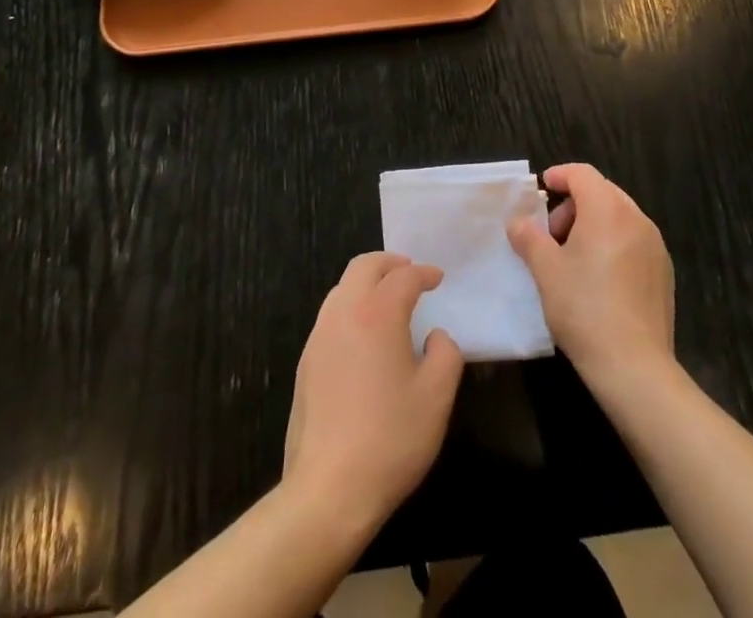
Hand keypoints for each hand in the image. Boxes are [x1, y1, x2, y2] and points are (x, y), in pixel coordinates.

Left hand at [282, 252, 464, 530]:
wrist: (327, 489)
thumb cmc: (390, 439)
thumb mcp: (436, 397)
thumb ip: (446, 354)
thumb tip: (435, 336)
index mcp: (378, 313)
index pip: (403, 277)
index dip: (423, 273)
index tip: (437, 278)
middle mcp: (344, 313)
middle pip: (364, 267)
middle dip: (389, 263)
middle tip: (409, 271)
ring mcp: (319, 336)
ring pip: (342, 288)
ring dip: (366, 282)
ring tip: (387, 298)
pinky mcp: (306, 362)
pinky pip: (331, 315)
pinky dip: (351, 307)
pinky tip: (364, 335)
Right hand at [507, 164, 675, 394]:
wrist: (635, 367)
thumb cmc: (584, 308)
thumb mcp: (545, 270)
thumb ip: (528, 237)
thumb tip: (518, 223)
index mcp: (608, 209)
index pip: (582, 173)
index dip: (559, 175)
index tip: (541, 190)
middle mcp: (636, 219)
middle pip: (602, 192)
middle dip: (574, 204)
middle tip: (551, 234)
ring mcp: (655, 246)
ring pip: (619, 217)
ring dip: (593, 224)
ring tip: (572, 258)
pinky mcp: (664, 273)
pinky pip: (633, 242)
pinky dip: (612, 244)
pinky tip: (598, 279)